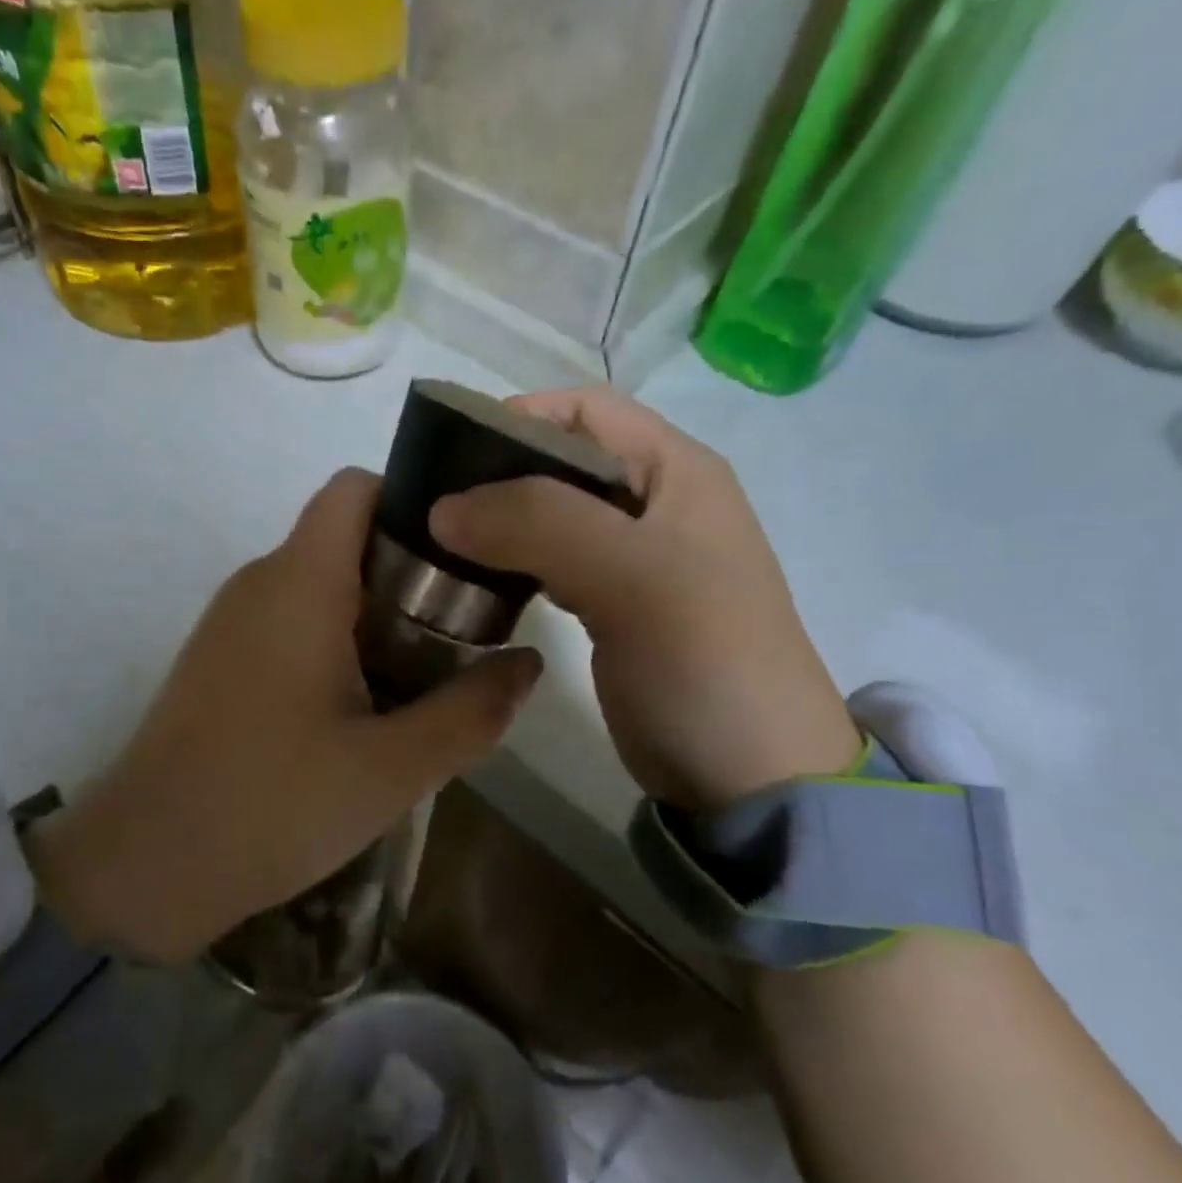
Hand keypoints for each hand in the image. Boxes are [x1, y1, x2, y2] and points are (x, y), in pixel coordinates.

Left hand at [28, 469, 542, 961]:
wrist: (145, 866)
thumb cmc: (272, 805)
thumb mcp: (392, 768)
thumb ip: (471, 711)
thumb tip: (529, 664)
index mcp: (300, 582)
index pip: (356, 488)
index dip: (415, 502)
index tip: (467, 555)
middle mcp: (260, 582)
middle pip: (347, 537)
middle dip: (412, 572)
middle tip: (466, 630)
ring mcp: (232, 620)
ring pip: (321, 584)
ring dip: (378, 614)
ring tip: (428, 673)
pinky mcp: (219, 659)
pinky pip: (292, 621)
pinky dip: (339, 641)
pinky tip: (366, 706)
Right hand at [429, 389, 858, 812]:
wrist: (750, 774)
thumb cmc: (703, 659)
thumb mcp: (630, 576)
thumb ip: (538, 523)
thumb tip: (444, 506)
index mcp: (674, 470)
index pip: (585, 409)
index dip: (517, 416)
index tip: (449, 456)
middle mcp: (654, 503)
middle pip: (561, 461)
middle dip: (496, 475)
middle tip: (431, 507)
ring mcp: (634, 559)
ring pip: (551, 515)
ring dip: (499, 522)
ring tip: (441, 544)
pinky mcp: (614, 607)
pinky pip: (552, 565)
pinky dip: (513, 564)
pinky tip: (478, 582)